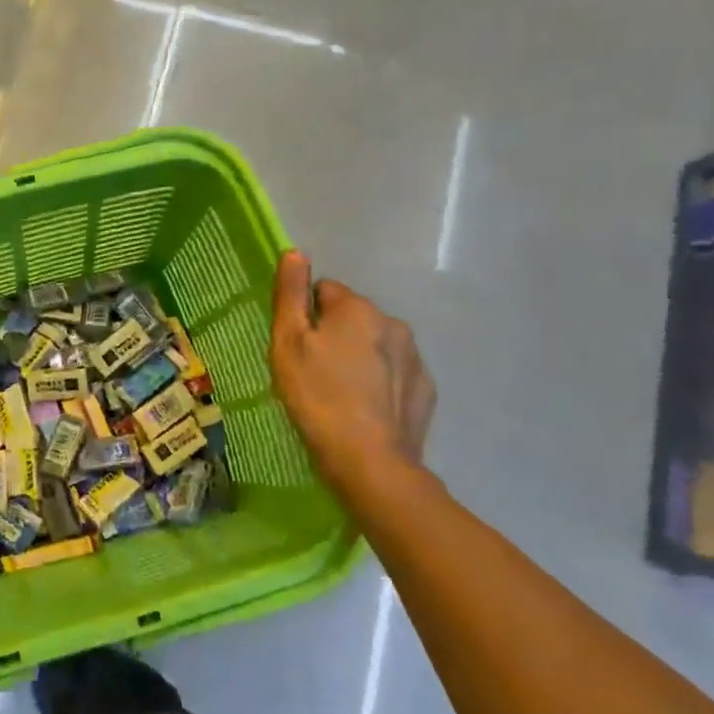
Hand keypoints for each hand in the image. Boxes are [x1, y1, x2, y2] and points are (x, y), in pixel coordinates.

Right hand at [268, 251, 435, 495]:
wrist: (369, 462)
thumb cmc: (317, 397)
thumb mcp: (288, 343)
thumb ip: (291, 294)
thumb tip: (295, 252)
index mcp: (356, 308)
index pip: (324, 290)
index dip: (305, 316)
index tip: (296, 347)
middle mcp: (392, 322)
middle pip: (351, 317)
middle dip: (333, 335)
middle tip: (312, 371)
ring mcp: (414, 357)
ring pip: (374, 344)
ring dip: (357, 357)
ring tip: (339, 393)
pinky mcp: (425, 389)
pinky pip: (394, 372)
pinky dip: (379, 382)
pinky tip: (364, 408)